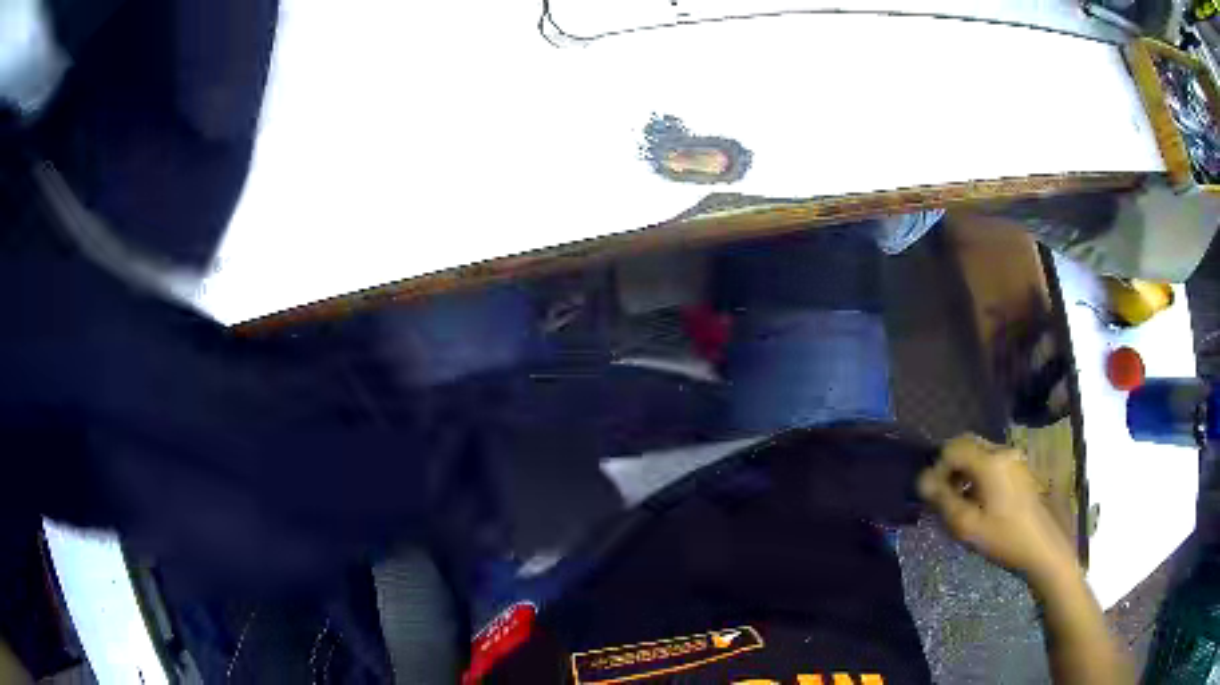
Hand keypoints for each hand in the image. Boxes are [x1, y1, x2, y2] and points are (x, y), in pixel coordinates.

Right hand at [918, 434, 1077, 584]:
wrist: (1041, 547)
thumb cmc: (1003, 538)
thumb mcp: (967, 526)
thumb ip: (943, 500)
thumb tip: (922, 481)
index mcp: (989, 461)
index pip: (953, 448)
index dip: (937, 468)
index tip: (933, 495)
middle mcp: (1002, 451)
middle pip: (967, 444)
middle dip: (950, 466)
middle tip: (944, 495)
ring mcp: (1014, 458)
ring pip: (980, 452)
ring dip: (965, 470)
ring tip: (960, 501)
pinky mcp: (1020, 469)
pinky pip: (992, 461)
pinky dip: (979, 474)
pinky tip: (979, 501)